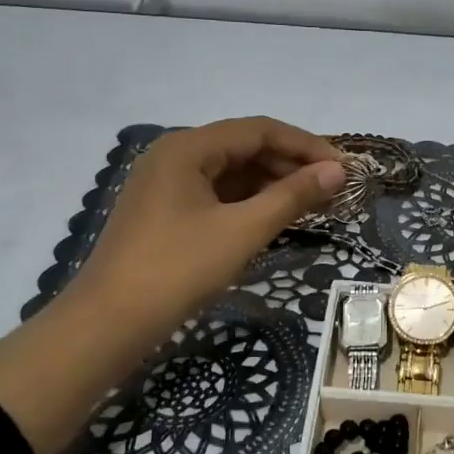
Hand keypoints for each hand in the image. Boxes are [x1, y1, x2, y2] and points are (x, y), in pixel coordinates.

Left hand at [75, 117, 344, 340]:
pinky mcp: (165, 212)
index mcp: (187, 147)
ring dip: (272, 185)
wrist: (108, 323)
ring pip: (231, 173)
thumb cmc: (178, 269)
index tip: (344, 167)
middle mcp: (174, 156)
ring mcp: (166, 185)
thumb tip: (337, 171)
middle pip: (244, 148)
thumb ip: (292, 196)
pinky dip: (248, 203)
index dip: (306, 145)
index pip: (259, 130)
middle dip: (291, 165)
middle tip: (332, 190)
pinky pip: (217, 196)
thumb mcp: (242, 230)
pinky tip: (275, 218)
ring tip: (312, 205)